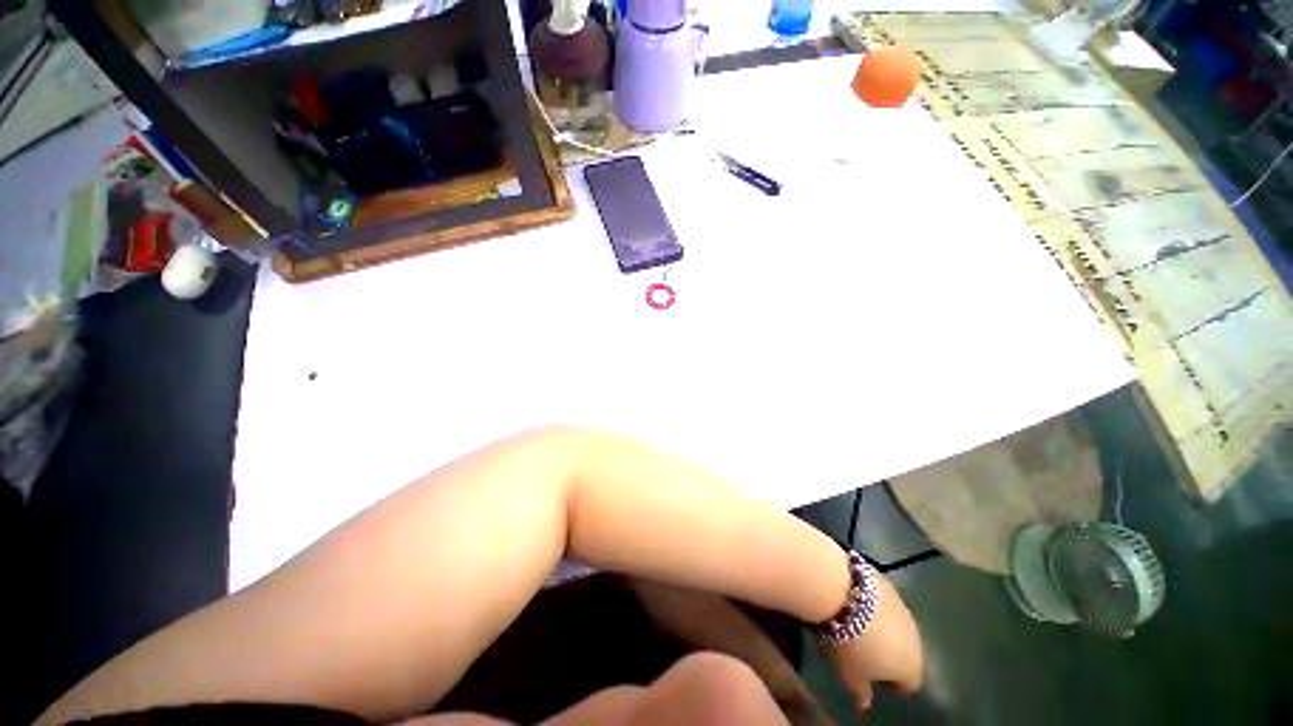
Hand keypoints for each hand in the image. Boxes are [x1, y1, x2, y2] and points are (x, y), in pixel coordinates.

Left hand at [821, 572, 922, 709]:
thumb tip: (865, 703)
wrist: (841, 589)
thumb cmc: (848, 642)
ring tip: (858, 625)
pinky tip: (854, 602)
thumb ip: (861, 691)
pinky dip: (874, 604)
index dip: (894, 683)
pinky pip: (883, 600)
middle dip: (890, 652)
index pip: (909, 683)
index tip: (875, 680)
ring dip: (883, 627)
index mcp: (911, 666)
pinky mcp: (886, 580)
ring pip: (897, 623)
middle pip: (906, 649)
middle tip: (865, 651)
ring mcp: (902, 605)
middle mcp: (915, 636)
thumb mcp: (849, 675)